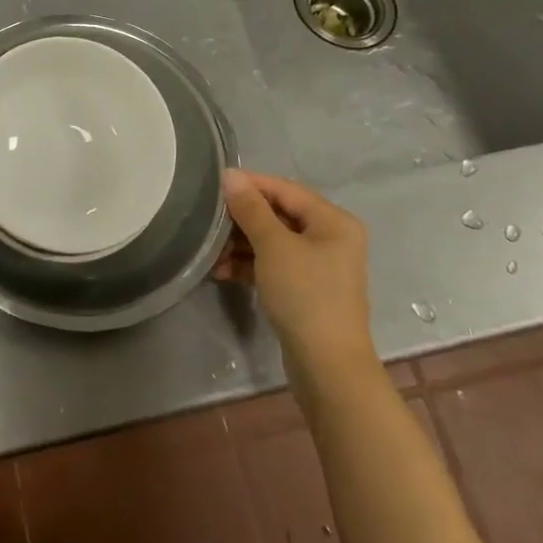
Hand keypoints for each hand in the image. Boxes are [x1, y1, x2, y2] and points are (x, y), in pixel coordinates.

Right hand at [214, 169, 376, 370]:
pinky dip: (250, 265)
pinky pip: (274, 265)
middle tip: (208, 222)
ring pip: (273, 242)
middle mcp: (331, 238)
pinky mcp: (306, 290)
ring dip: (241, 244)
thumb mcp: (273, 246)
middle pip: (279, 215)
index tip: (215, 186)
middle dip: (242, 219)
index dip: (251, 185)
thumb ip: (251, 209)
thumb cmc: (305, 295)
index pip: (286, 190)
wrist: (328, 367)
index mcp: (333, 221)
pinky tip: (222, 272)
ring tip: (211, 252)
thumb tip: (230, 175)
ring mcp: (319, 266)